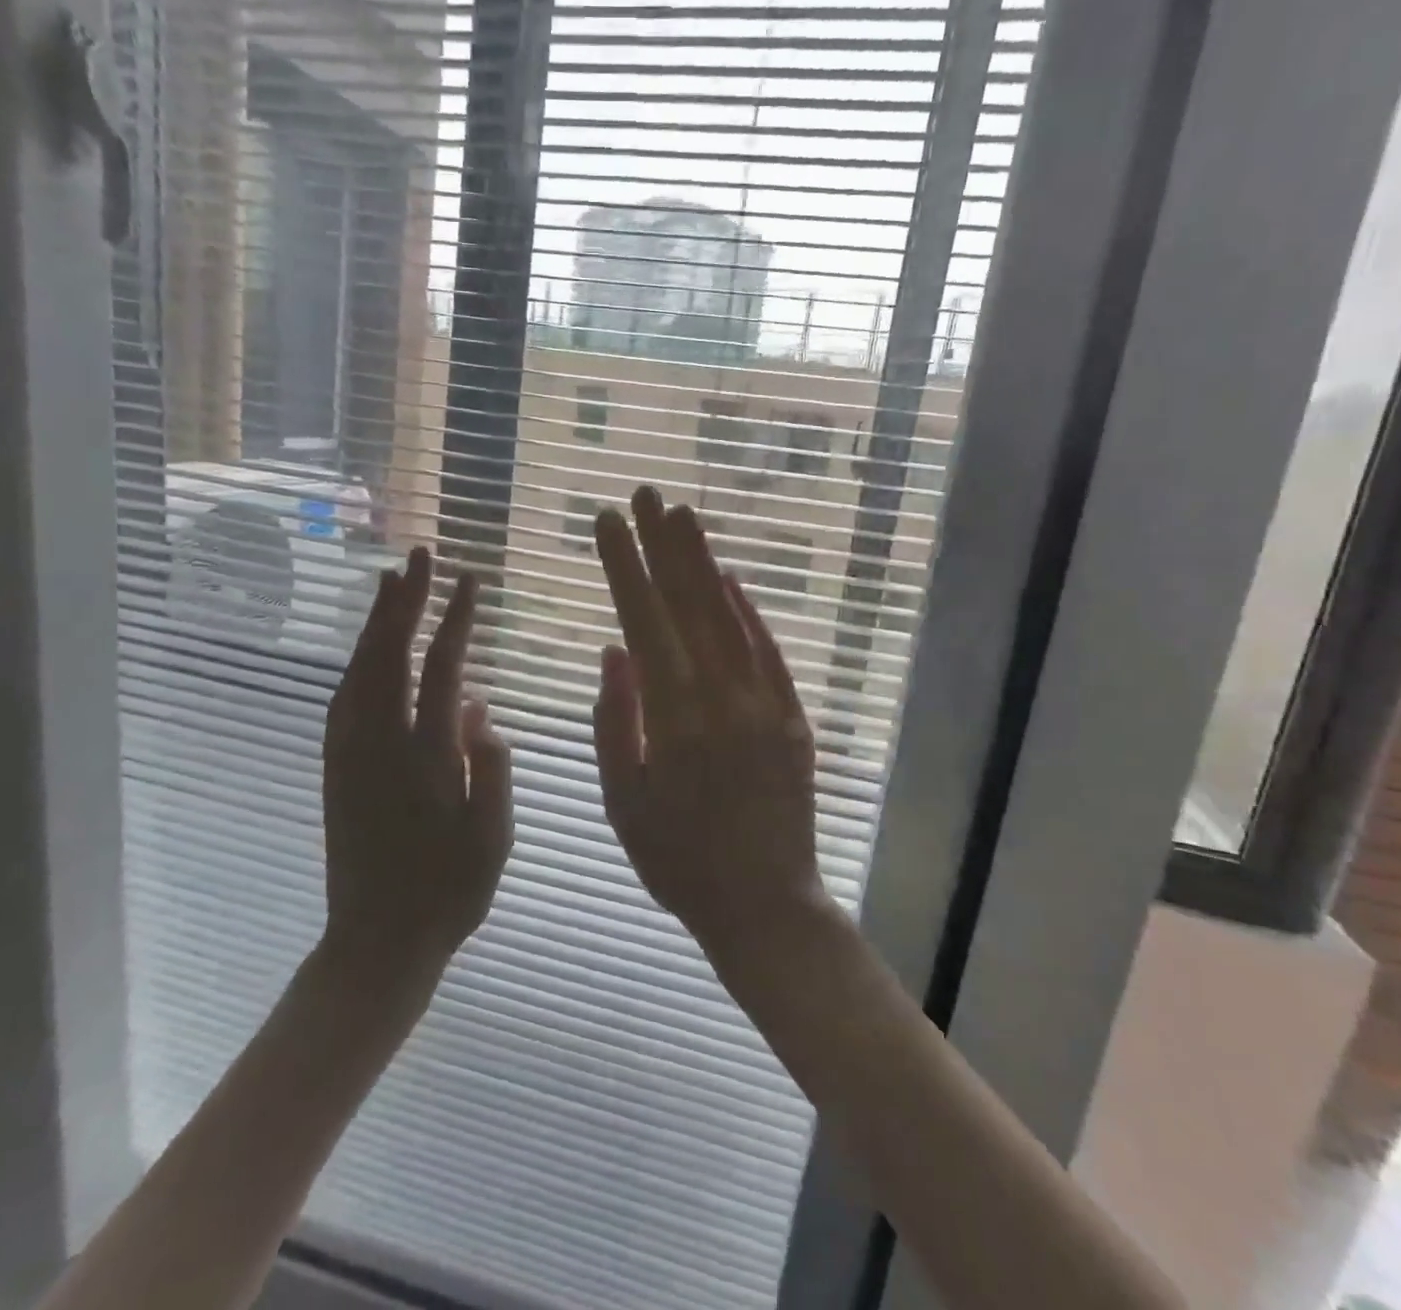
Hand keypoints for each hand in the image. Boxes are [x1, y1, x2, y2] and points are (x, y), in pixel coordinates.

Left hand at [322, 547, 511, 976]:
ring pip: (359, 671)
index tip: (469, 581)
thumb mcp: (492, 837)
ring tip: (390, 583)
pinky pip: (343, 698)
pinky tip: (366, 648)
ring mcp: (351, 754)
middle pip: (390, 655)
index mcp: (425, 757)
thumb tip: (477, 706)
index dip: (455, 620)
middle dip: (405, 601)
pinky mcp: (335, 768)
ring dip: (375, 622)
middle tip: (418, 556)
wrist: (376, 942)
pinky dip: (356, 661)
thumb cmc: (448, 893)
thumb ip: (488, 766)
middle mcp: (380, 744)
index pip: (441, 669)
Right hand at [591, 487, 825, 955]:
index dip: (623, 567)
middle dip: (662, 545)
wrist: (766, 905)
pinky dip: (748, 611)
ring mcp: (765, 704)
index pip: (644, 622)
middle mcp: (722, 698)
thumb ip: (616, 721)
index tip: (607, 522)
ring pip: (729, 617)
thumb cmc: (680, 862)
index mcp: (674, 719)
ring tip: (683, 517)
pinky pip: (769, 651)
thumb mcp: (624, 802)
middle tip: (646, 494)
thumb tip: (614, 649)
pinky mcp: (793, 716)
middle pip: (688, 605)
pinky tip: (730, 579)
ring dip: (704, 563)